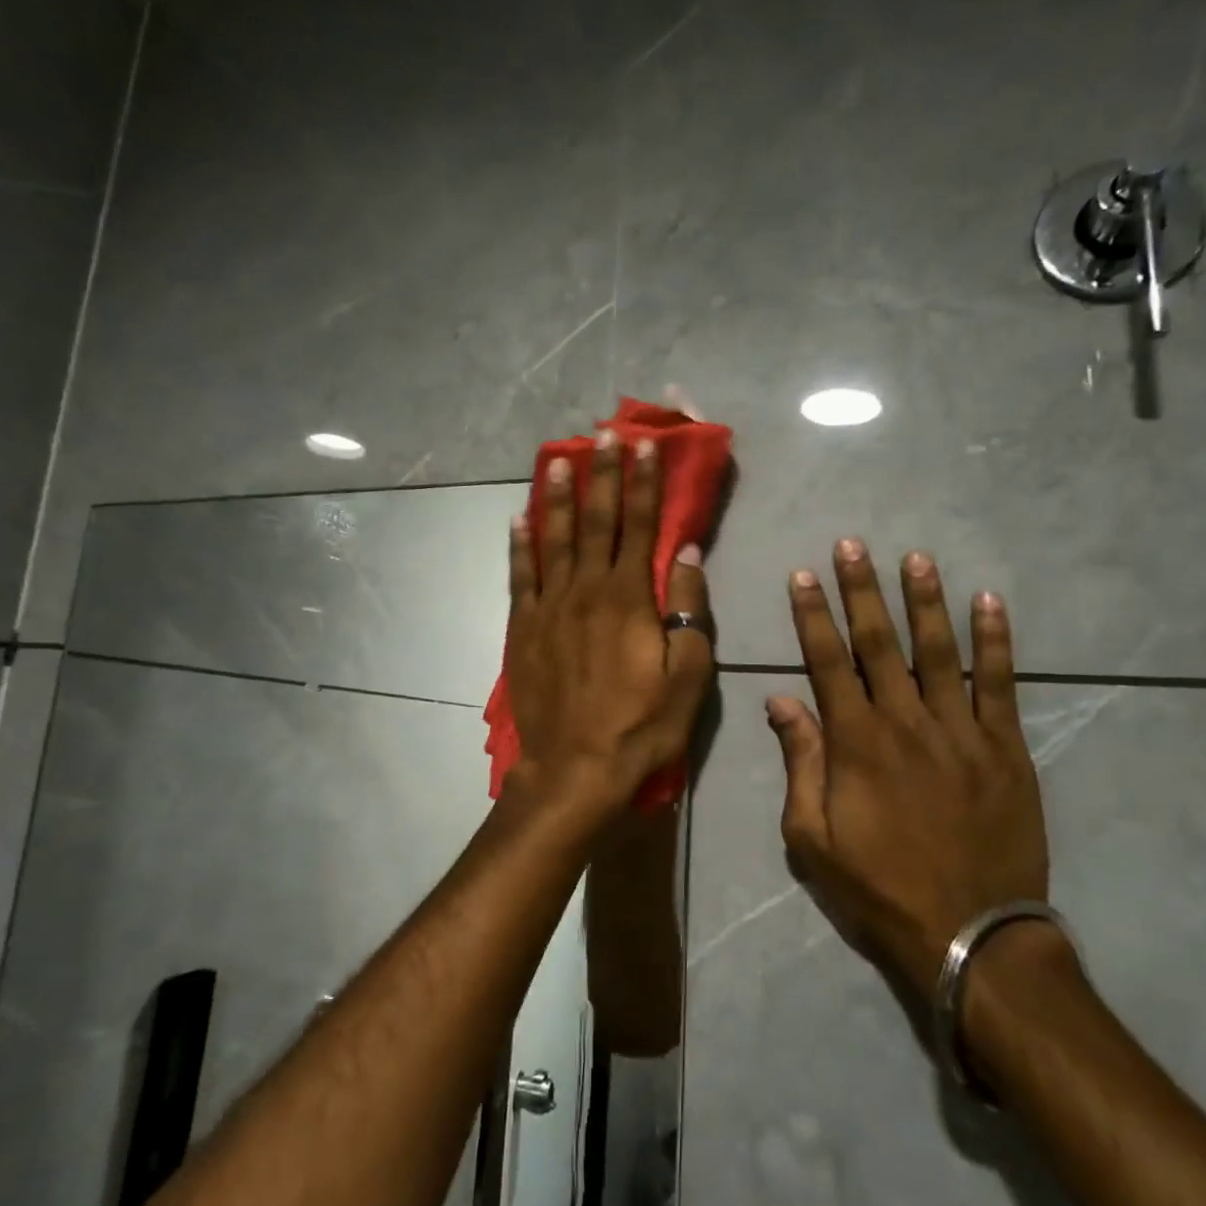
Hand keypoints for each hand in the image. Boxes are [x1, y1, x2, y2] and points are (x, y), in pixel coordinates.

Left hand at [507, 429, 713, 820]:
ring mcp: (548, 607)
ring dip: (555, 496)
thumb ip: (688, 609)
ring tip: (556, 460)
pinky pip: (519, 576)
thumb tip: (685, 553)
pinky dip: (519, 544)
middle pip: (594, 520)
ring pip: (552, 539)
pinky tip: (518, 518)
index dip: (642, 483)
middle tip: (603, 434)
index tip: (644, 446)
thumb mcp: (688, 674)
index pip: (638, 526)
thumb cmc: (642, 726)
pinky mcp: (522, 628)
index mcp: (628, 598)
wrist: (575, 770)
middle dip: (602, 474)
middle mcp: (585, 589)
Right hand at [767, 541, 1045, 1000]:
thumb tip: (781, 701)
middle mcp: (905, 721)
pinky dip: (996, 641)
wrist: (969, 934)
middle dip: (862, 590)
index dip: (813, 615)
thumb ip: (799, 763)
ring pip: (940, 651)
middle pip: (879, 643)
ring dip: (925, 601)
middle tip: (853, 545)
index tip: (803, 576)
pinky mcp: (1005, 748)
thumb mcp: (812, 838)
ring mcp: (961, 731)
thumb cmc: (878, 886)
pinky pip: (1001, 684)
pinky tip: (990, 603)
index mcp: (855, 742)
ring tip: (916, 558)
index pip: (827, 661)